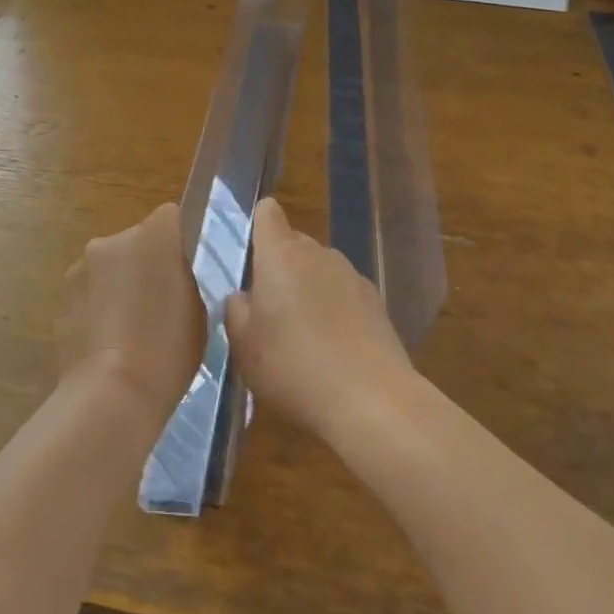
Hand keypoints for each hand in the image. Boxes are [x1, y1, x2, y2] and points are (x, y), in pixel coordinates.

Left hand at [58, 204, 204, 430]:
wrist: (112, 392)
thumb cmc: (168, 349)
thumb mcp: (198, 309)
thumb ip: (183, 279)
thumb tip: (171, 275)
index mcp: (154, 235)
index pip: (170, 217)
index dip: (177, 242)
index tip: (183, 272)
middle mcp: (113, 240)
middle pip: (135, 240)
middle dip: (145, 264)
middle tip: (159, 305)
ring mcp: (81, 267)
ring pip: (108, 266)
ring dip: (118, 285)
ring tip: (130, 331)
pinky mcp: (61, 296)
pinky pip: (89, 293)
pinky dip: (98, 308)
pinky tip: (108, 344)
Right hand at [225, 198, 412, 438]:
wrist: (370, 399)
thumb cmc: (293, 366)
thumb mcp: (244, 346)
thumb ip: (237, 311)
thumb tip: (243, 296)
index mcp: (279, 255)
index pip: (268, 215)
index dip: (259, 223)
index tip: (252, 250)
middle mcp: (317, 254)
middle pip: (294, 243)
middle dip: (280, 265)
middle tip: (269, 307)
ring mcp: (351, 275)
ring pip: (320, 269)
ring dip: (309, 287)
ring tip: (303, 332)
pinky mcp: (376, 302)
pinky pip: (344, 293)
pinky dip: (335, 308)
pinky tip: (333, 346)